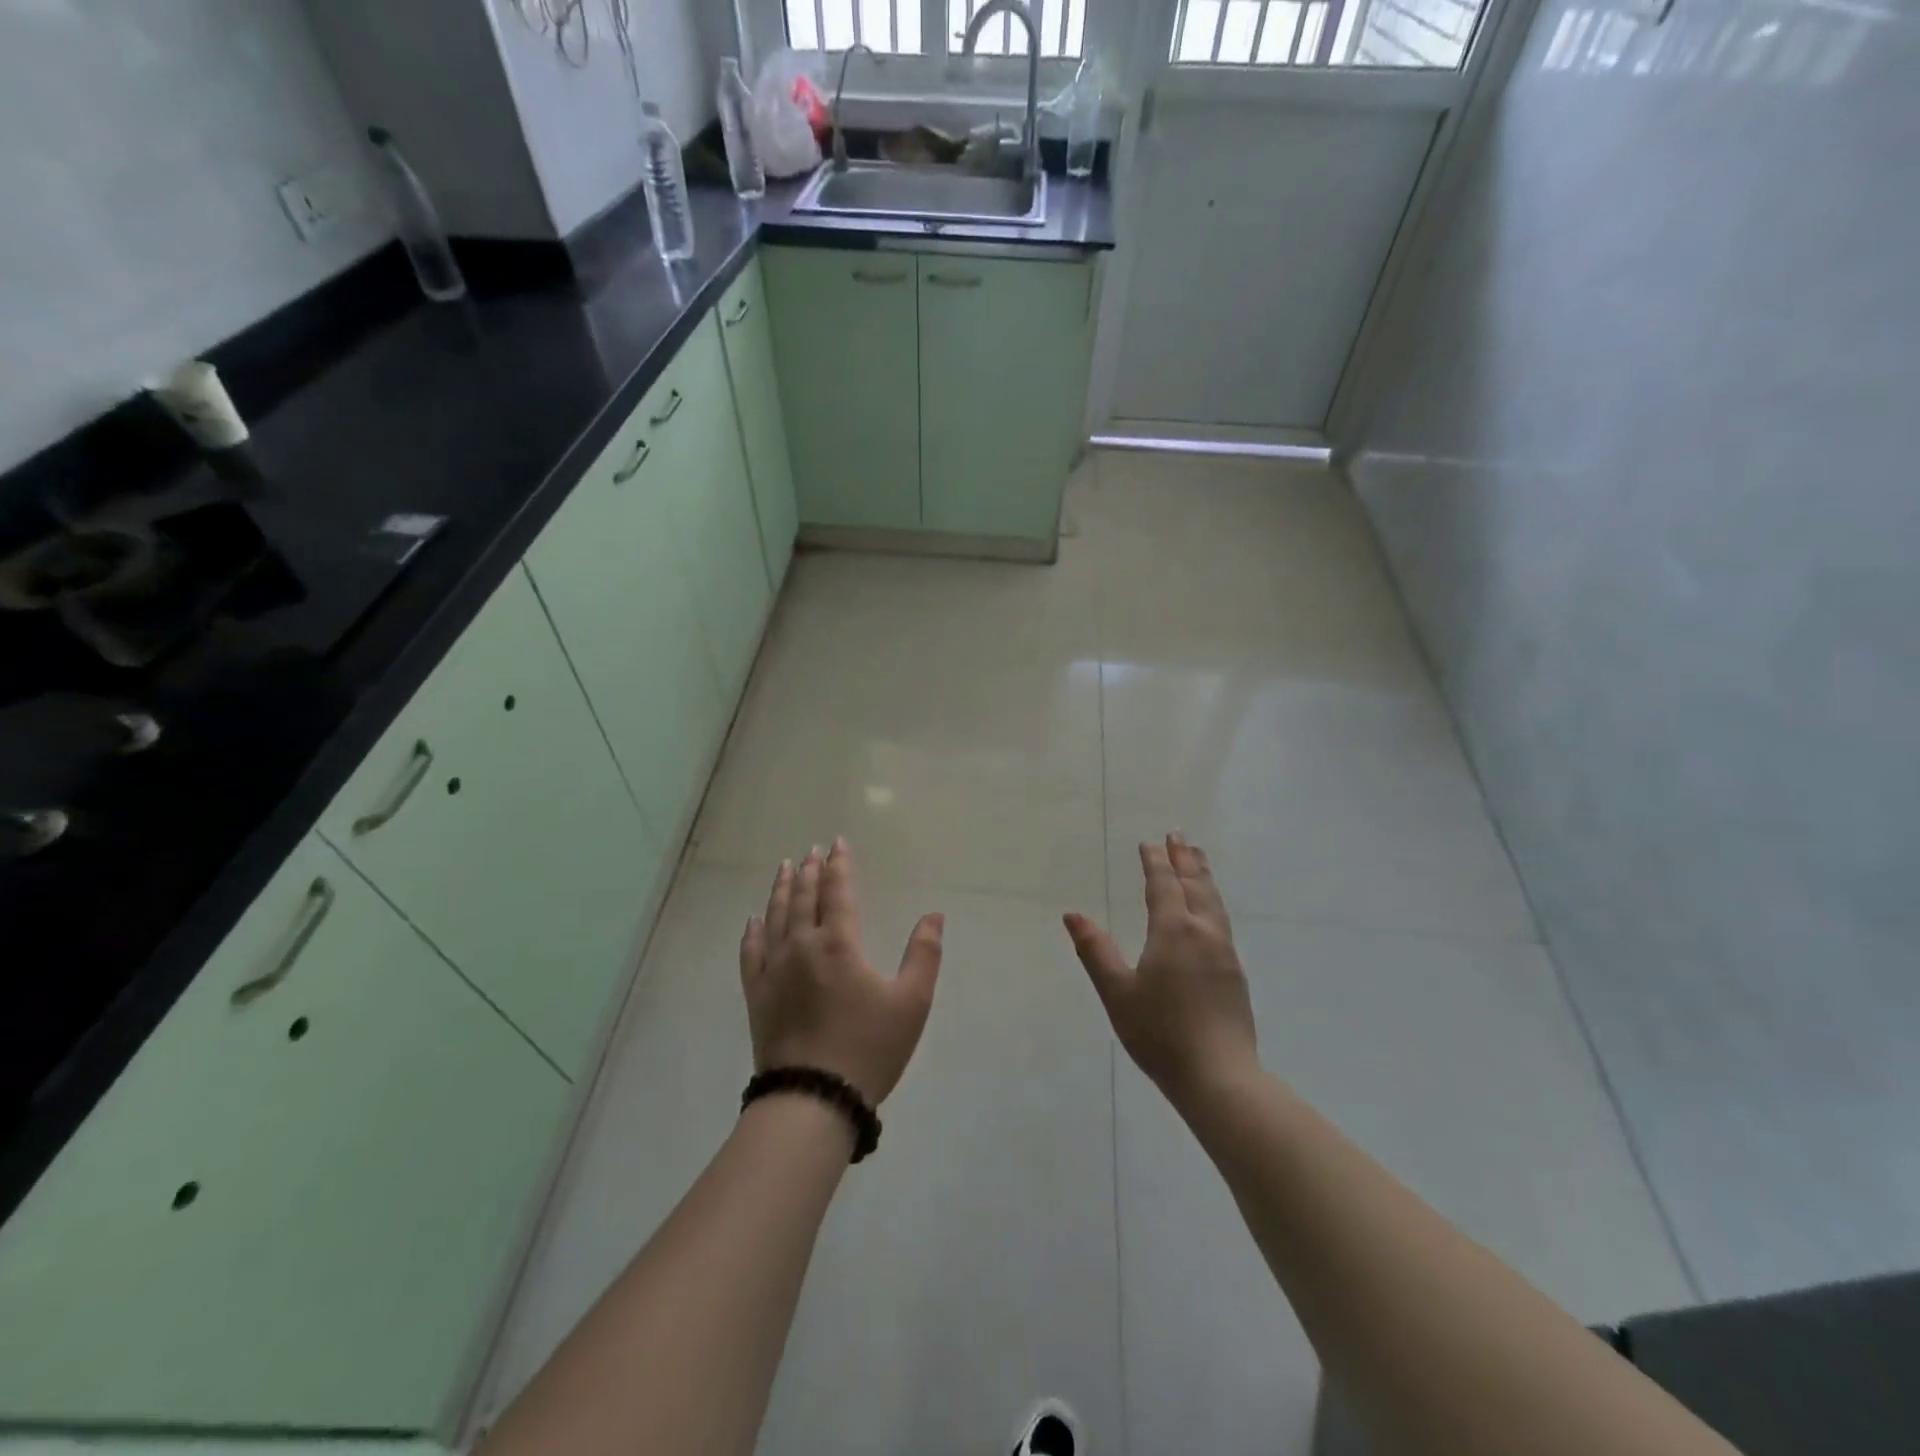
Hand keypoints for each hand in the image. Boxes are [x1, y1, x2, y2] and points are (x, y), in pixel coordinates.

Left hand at [740, 839, 943, 1106]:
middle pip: (804, 899)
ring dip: (782, 890)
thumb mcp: (911, 1002)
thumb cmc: (868, 1048)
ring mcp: (773, 970)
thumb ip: (924, 954)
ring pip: (775, 918)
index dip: (839, 866)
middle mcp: (802, 946)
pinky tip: (753, 920)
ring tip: (785, 868)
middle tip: (812, 851)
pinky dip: (752, 932)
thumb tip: (933, 915)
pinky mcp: (756, 995)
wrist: (813, 1099)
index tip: (837, 843)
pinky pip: (750, 953)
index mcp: (839, 943)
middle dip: (810, 872)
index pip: (837, 892)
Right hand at [1064, 833, 1258, 1107]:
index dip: (1155, 863)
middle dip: (1185, 859)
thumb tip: (1072, 915)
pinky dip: (1212, 901)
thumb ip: (1095, 951)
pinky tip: (1210, 911)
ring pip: (1214, 902)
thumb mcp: (1117, 993)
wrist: (1219, 1077)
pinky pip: (1222, 921)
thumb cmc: (1159, 1034)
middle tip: (1179, 836)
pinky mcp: (1235, 973)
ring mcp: (1224, 953)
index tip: (1150, 843)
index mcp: (1173, 932)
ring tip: (1199, 859)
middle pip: (1195, 886)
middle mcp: (1203, 933)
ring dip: (1204, 876)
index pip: (1163, 886)